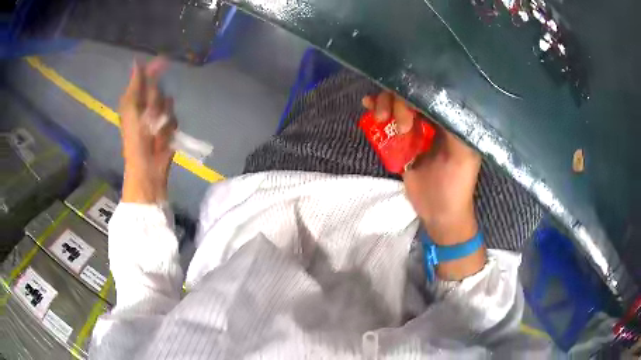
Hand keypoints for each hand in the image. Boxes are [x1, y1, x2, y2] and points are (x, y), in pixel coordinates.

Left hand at [119, 57, 176, 203]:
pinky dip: (169, 128)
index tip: (165, 61)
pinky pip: (174, 118)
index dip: (153, 69)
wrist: (148, 166)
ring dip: (163, 116)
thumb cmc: (135, 139)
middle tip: (150, 115)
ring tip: (156, 132)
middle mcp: (146, 105)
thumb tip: (137, 62)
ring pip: (168, 103)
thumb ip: (134, 86)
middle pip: (157, 90)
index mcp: (134, 101)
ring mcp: (158, 116)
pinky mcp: (168, 126)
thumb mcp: (131, 110)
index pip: (144, 78)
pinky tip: (163, 138)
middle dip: (156, 101)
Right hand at [363, 92, 483, 279]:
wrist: (438, 212)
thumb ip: (454, 125)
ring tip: (378, 118)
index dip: (415, 91)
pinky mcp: (400, 141)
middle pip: (410, 95)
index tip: (407, 106)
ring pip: (396, 104)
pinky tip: (366, 105)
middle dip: (397, 102)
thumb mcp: (464, 155)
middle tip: (400, 127)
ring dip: (383, 104)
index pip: (430, 93)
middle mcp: (432, 119)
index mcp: (450, 118)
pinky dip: (375, 110)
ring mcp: (415, 128)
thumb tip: (437, 96)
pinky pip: (387, 120)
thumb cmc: (456, 185)